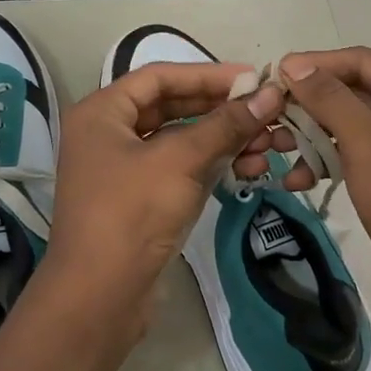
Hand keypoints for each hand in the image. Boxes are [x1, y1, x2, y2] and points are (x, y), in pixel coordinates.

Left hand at [41, 61, 283, 342]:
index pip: (160, 76)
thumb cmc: (132, 213)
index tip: (253, 78)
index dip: (208, 74)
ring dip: (223, 140)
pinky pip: (180, 169)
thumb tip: (271, 94)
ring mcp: (123, 169)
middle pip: (171, 107)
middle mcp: (108, 133)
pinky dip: (211, 166)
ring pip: (179, 140)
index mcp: (102, 112)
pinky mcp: (140, 199)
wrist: (99, 297)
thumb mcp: (180, 160)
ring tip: (268, 146)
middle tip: (267, 112)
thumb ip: (225, 124)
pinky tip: (249, 170)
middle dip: (220, 110)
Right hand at [240, 47, 370, 352]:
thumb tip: (295, 64)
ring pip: (352, 128)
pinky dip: (328, 163)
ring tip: (274, 148)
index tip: (273, 75)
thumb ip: (331, 99)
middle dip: (311, 105)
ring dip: (313, 136)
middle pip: (357, 93)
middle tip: (268, 116)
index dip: (317, 64)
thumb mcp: (369, 145)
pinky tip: (296, 180)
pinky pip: (358, 158)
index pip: (364, 62)